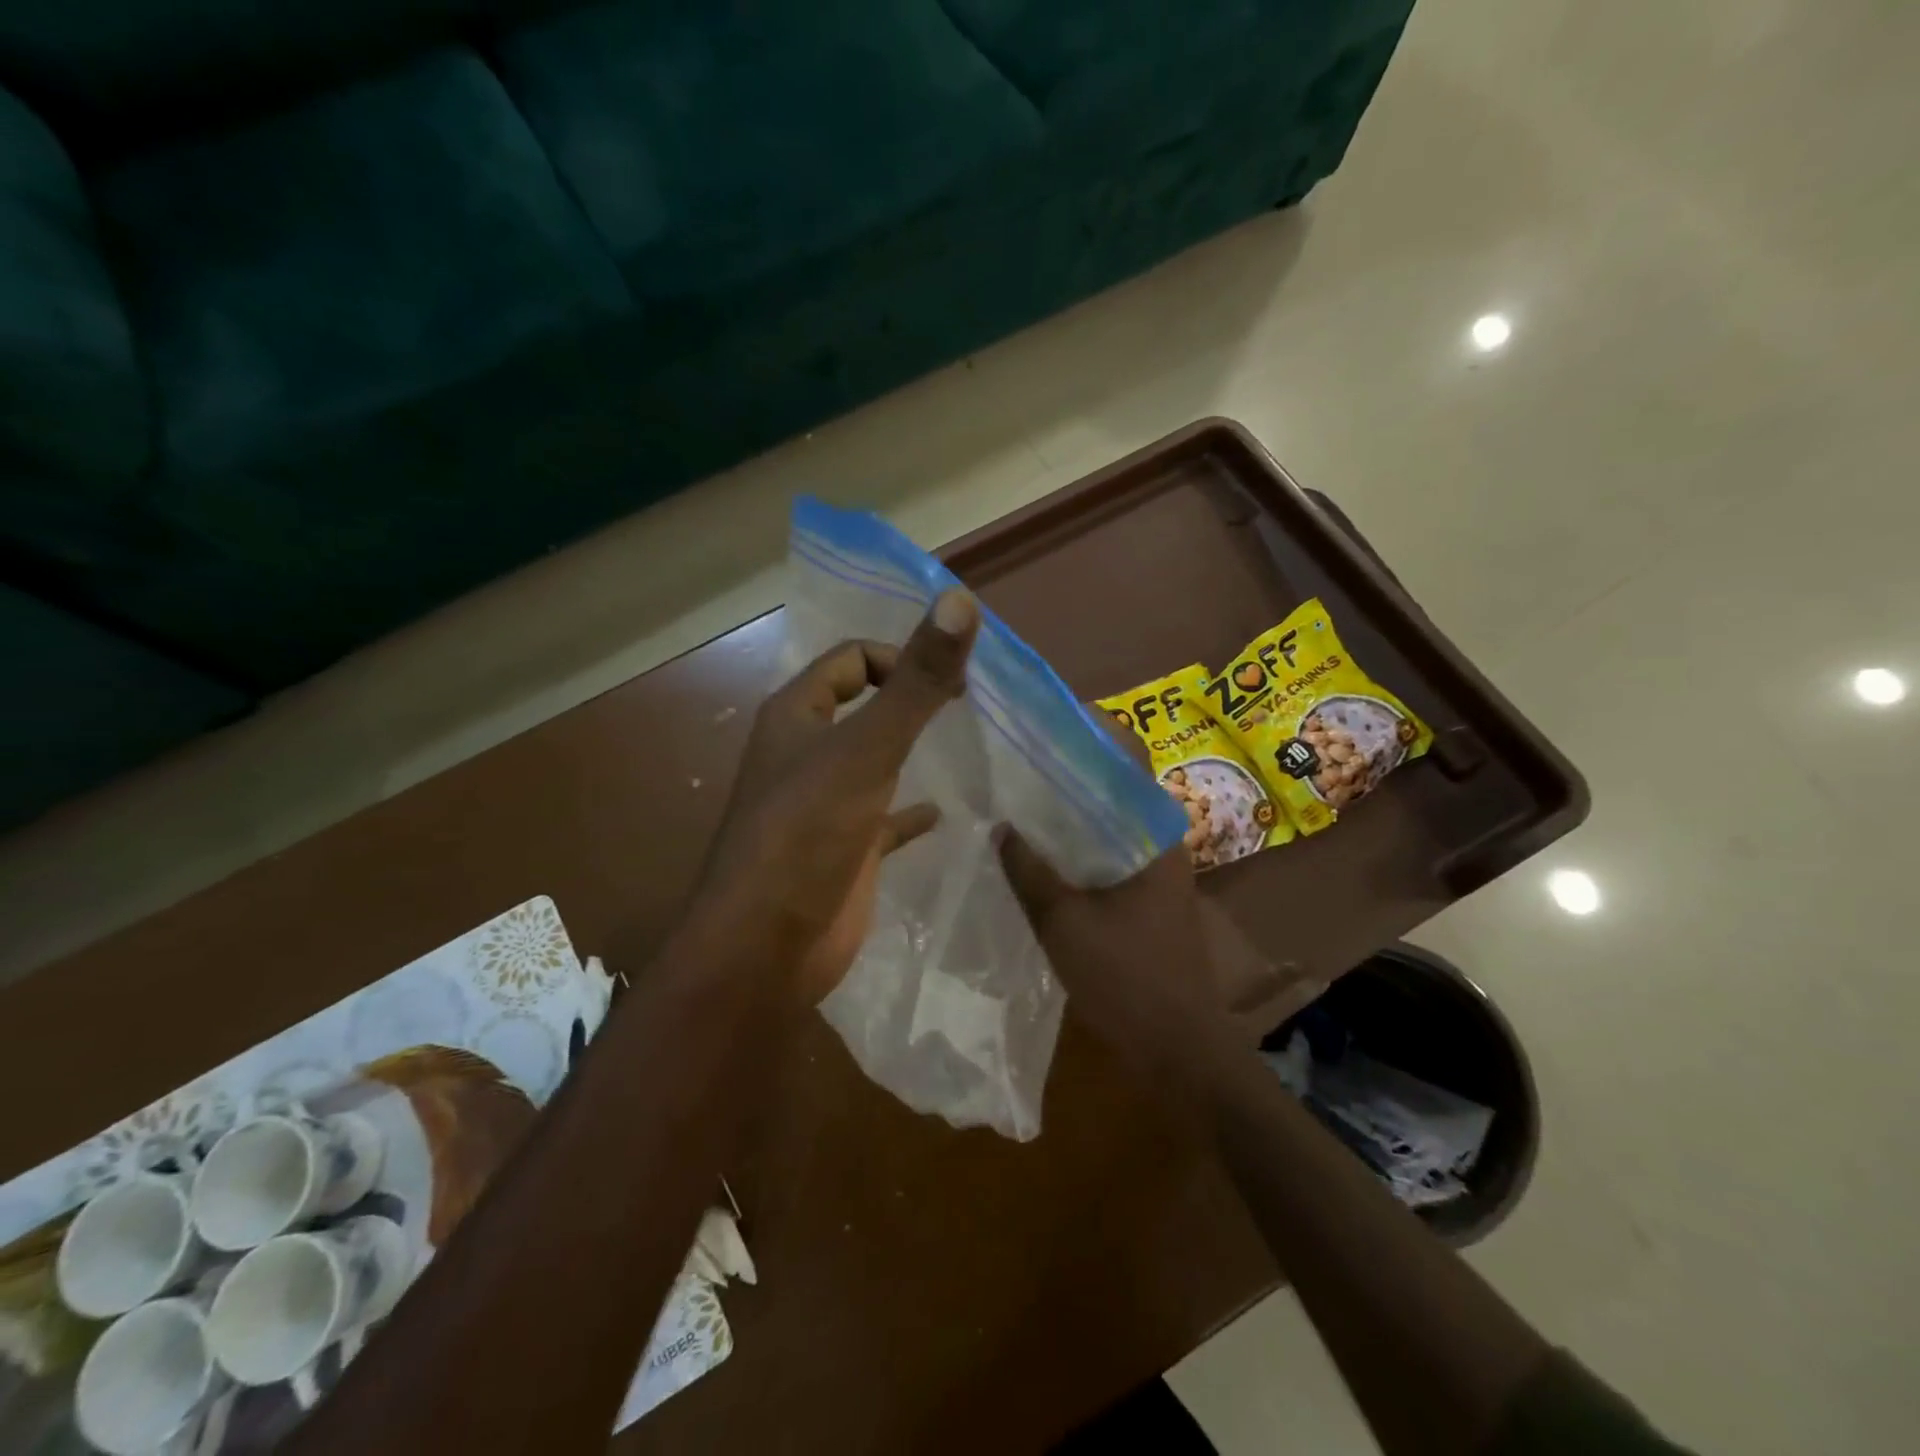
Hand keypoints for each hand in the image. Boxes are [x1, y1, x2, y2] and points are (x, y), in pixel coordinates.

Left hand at [697, 589, 979, 999]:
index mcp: (796, 715)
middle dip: (910, 700)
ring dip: (911, 750)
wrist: (766, 949)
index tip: (950, 681)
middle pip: (863, 706)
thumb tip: (961, 601)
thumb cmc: (807, 835)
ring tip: (967, 747)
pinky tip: (944, 814)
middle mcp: (805, 753)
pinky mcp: (842, 850)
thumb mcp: (867, 750)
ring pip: (873, 761)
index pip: (850, 659)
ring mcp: (822, 804)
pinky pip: (884, 818)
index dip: (899, 657)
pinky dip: (911, 812)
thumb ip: (916, 682)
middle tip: (969, 706)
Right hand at [996, 717, 1289, 1089]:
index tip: (1040, 718)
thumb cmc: (1127, 978)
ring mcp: (1152, 865)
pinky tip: (1035, 845)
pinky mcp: (1142, 892)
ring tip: (1016, 790)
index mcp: (1152, 830)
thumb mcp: (1064, 922)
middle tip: (1014, 753)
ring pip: (1106, 816)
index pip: (1126, 754)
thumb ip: (1029, 870)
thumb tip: (998, 824)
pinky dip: (1074, 839)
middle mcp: (1158, 837)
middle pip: (1112, 781)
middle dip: (1067, 763)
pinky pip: (1105, 848)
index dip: (1087, 728)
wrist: (1177, 1046)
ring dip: (1069, 804)